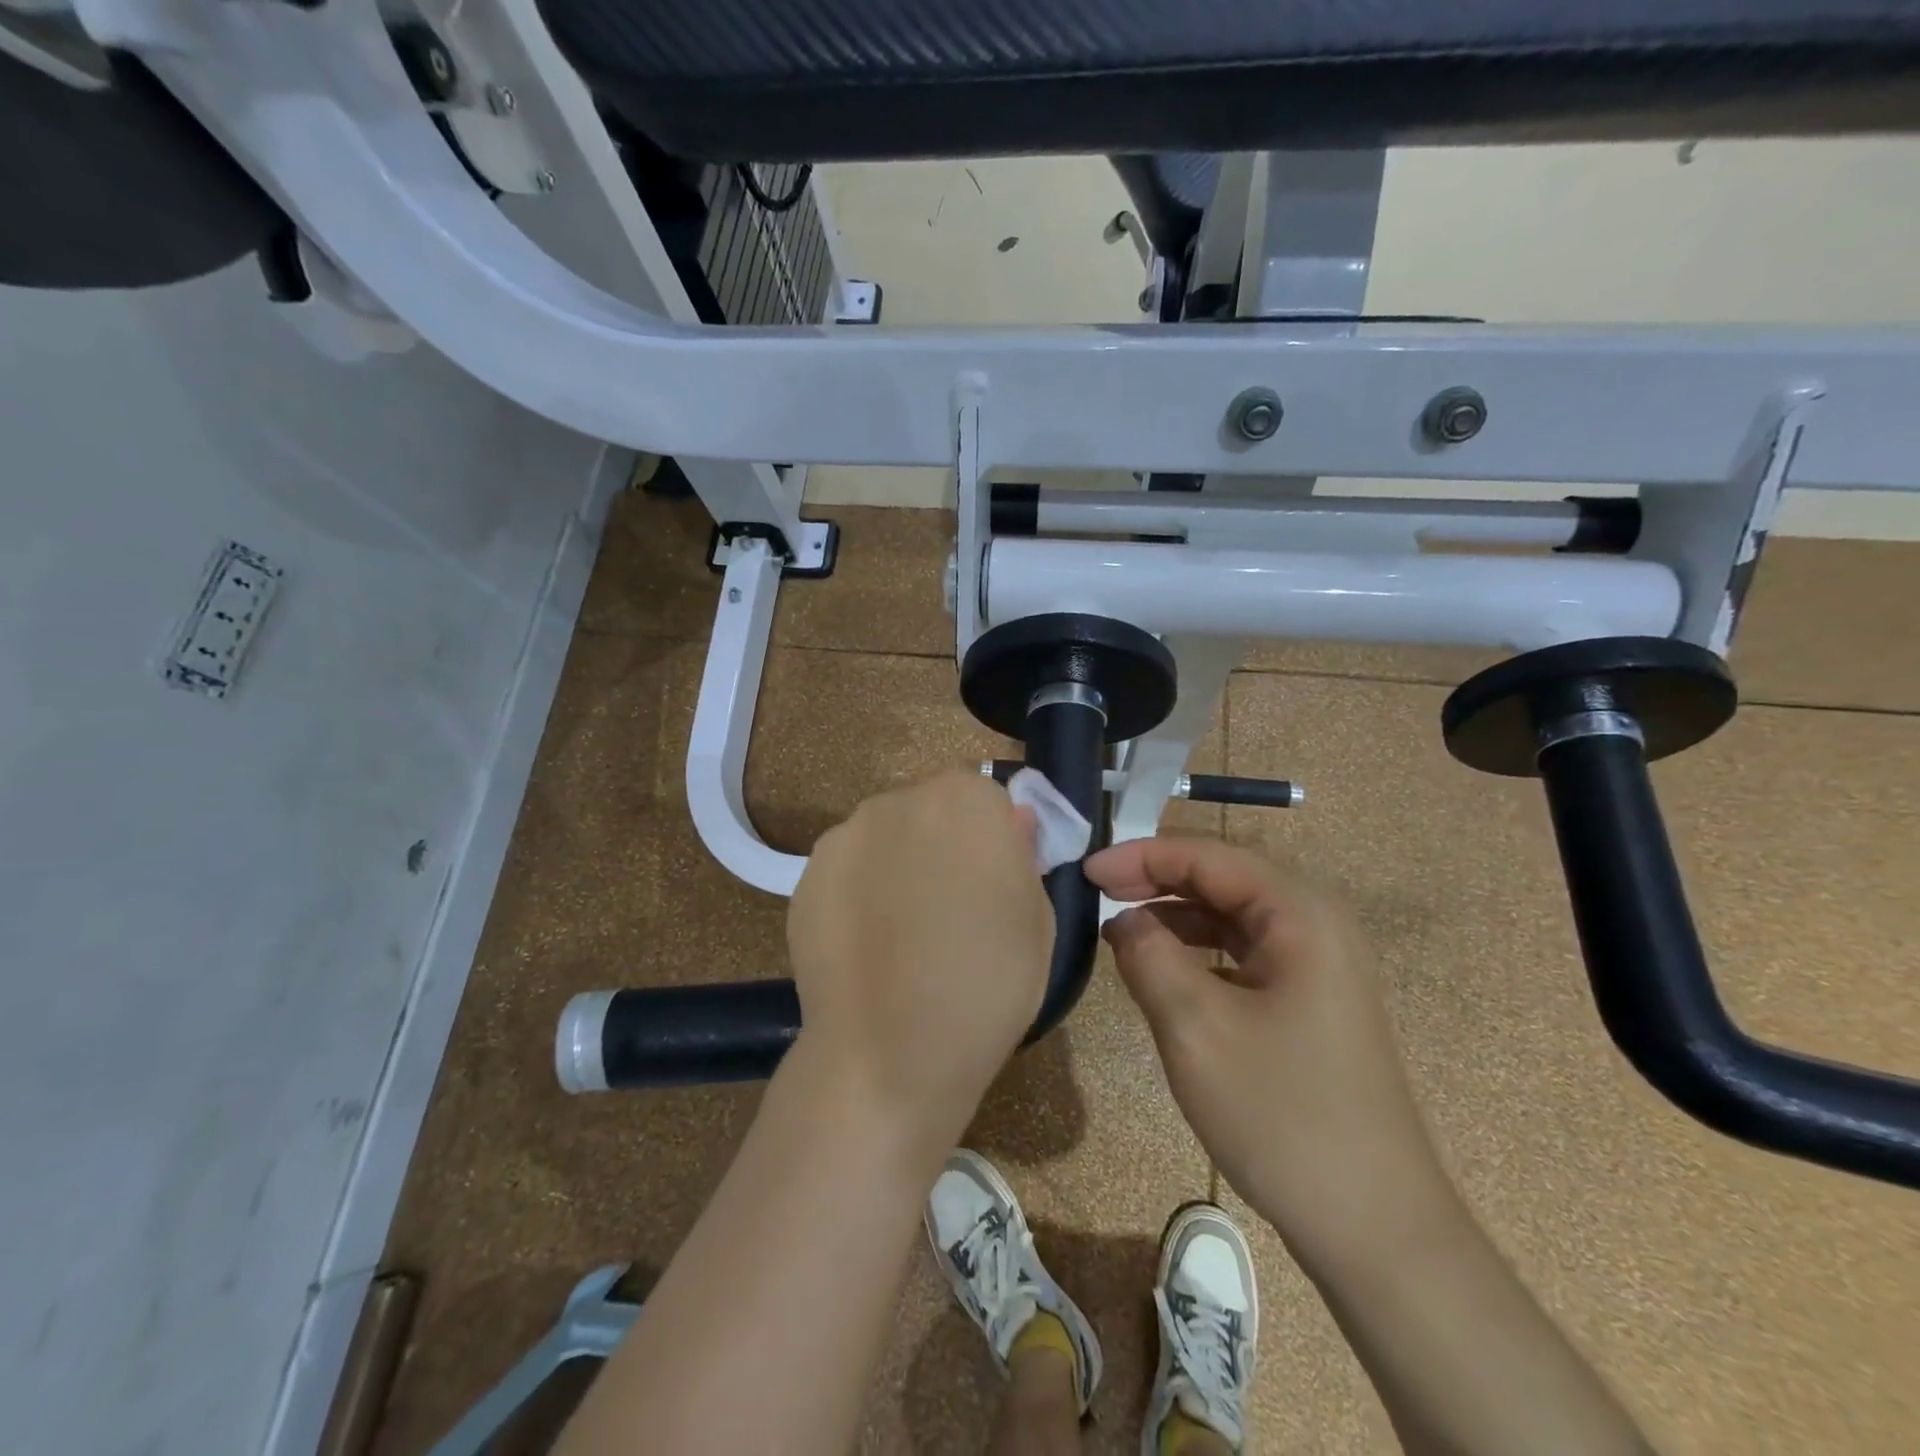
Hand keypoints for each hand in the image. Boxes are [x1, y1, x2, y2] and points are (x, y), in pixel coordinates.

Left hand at [786, 771, 1053, 1152]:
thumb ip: (1023, 854)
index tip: (995, 883)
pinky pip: (847, 873)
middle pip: (930, 811)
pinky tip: (866, 949)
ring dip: (897, 867)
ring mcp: (844, 837)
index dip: (993, 839)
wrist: (890, 1052)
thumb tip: (1013, 824)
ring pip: (885, 839)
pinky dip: (858, 896)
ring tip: (902, 936)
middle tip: (951, 910)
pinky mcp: (804, 878)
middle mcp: (898, 801)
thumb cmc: (986, 983)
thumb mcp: (1036, 918)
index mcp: (965, 800)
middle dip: (942, 845)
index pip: (985, 798)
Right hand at [1085, 835, 1454, 1264]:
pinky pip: (1244, 952)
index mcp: (1300, 913)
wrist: (1374, 1227)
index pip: (1208, 856)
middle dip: (1155, 879)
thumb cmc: (1281, 1114)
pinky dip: (1198, 949)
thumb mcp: (1195, 1027)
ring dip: (1174, 914)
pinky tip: (1162, 967)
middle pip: (1222, 878)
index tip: (1085, 871)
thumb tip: (1124, 919)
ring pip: (1231, 915)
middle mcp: (1316, 923)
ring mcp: (1319, 963)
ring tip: (1118, 927)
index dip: (1141, 856)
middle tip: (1095, 890)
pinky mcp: (1311, 1000)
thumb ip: (1147, 954)